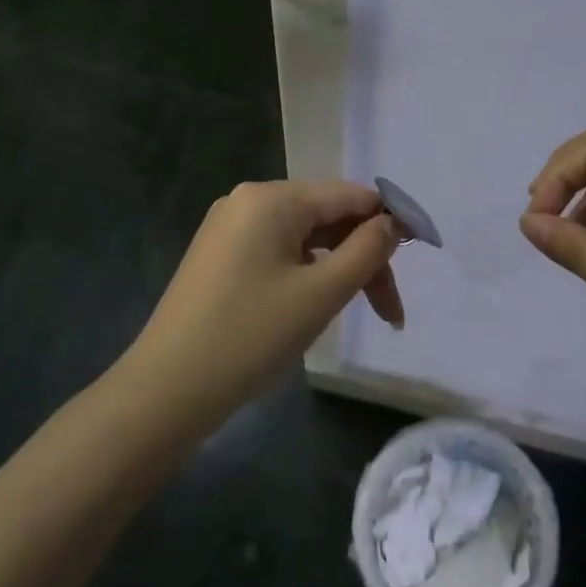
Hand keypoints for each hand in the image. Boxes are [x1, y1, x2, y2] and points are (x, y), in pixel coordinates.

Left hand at [125, 180, 403, 414]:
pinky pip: (278, 251)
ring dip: (338, 270)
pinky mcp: (219, 256)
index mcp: (272, 197)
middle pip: (328, 216)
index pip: (350, 196)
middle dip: (363, 257)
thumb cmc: (251, 336)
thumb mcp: (321, 293)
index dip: (390, 223)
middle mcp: (248, 200)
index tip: (419, 260)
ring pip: (305, 237)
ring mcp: (228, 228)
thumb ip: (367, 251)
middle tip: (389, 312)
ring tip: (356, 311)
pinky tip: (313, 305)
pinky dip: (307, 274)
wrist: (166, 390)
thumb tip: (391, 223)